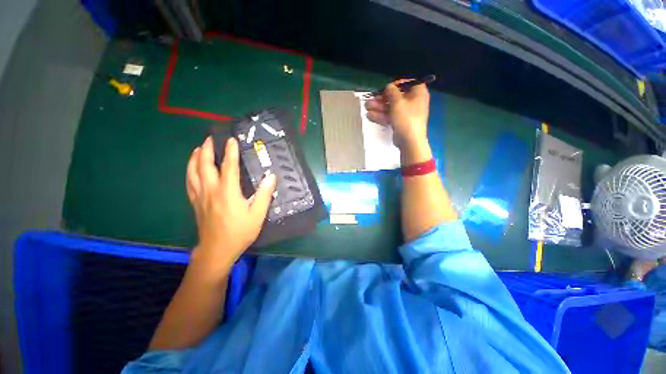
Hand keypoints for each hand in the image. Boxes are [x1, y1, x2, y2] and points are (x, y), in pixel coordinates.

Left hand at [186, 136, 275, 263]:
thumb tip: (271, 177)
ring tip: (198, 148)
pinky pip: (189, 182)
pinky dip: (189, 171)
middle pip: (204, 165)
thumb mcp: (257, 215)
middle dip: (207, 150)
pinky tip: (192, 168)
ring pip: (193, 172)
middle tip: (210, 138)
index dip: (230, 152)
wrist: (217, 250)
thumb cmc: (240, 232)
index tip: (232, 140)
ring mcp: (200, 196)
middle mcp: (211, 190)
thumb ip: (264, 195)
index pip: (229, 166)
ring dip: (195, 158)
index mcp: (227, 192)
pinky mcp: (195, 202)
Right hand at [365, 80, 429, 151]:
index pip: (407, 83)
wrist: (409, 141)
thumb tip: (389, 86)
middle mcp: (413, 102)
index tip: (384, 88)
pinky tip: (369, 115)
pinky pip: (390, 116)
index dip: (395, 84)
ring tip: (366, 106)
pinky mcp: (400, 123)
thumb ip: (392, 92)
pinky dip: (381, 115)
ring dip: (379, 107)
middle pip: (396, 96)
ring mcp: (406, 114)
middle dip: (382, 98)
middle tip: (370, 99)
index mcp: (418, 93)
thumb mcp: (398, 102)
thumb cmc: (406, 118)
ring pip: (391, 107)